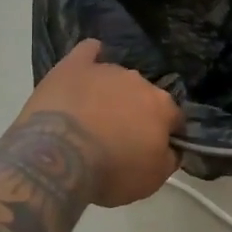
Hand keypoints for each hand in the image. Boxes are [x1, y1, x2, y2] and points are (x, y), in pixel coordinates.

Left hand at [18, 40, 181, 207]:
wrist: (58, 157)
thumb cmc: (110, 171)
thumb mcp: (152, 180)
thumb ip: (169, 159)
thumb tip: (172, 147)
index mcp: (161, 106)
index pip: (174, 117)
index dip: (165, 134)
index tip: (151, 150)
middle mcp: (139, 81)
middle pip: (144, 96)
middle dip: (136, 113)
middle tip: (119, 138)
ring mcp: (106, 69)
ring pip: (116, 79)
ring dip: (111, 94)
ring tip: (92, 117)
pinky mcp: (75, 66)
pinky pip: (88, 51)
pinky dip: (90, 57)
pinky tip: (87, 66)